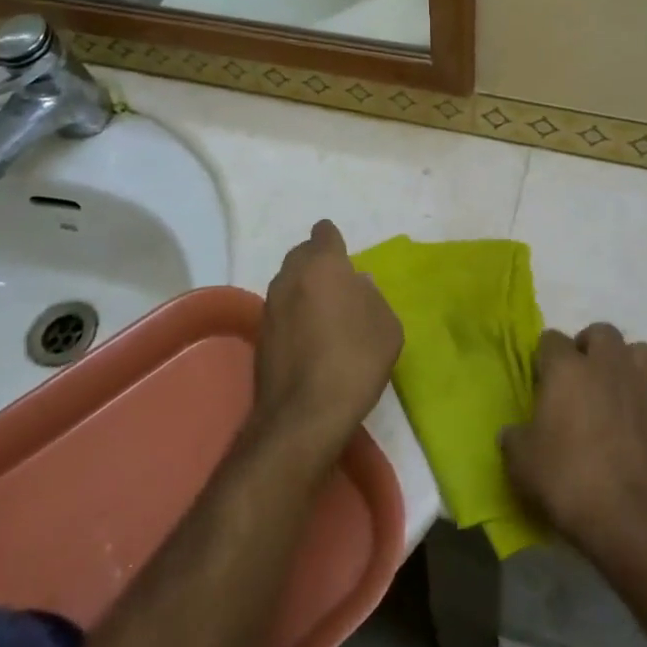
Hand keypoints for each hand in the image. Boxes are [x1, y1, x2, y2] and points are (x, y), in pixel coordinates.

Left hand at [254, 221, 402, 460]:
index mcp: (323, 264)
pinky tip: (309, 342)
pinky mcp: (260, 334)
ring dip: (304, 291)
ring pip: (288, 283)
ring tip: (325, 317)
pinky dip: (293, 317)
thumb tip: (357, 286)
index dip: (335, 243)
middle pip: (302, 255)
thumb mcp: (386, 326)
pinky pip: (280, 311)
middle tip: (339, 289)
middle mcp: (290, 276)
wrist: (304, 414)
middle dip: (318, 264)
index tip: (346, 262)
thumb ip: (372, 296)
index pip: (324, 232)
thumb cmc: (355, 360)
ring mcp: (270, 305)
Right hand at [502, 323, 646, 558]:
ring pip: (639, 351)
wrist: (631, 518)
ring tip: (613, 388)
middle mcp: (605, 365)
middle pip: (601, 332)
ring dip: (625, 362)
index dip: (544, 358)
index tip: (541, 381)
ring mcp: (641, 385)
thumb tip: (514, 433)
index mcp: (566, 369)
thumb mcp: (521, 463)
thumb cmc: (568, 481)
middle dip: (589, 347)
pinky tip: (637, 415)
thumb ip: (515, 438)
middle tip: (579, 377)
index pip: (551, 339)